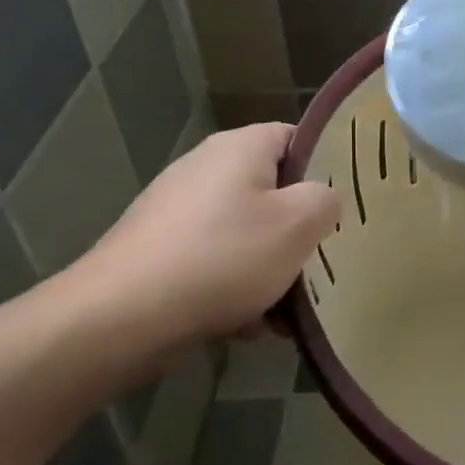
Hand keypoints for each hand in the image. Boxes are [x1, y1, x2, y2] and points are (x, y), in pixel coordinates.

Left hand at [73, 123, 338, 357]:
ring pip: (247, 233)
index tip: (346, 204)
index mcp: (240, 147)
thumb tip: (323, 200)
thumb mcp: (299, 223)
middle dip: (299, 232)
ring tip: (285, 310)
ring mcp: (177, 211)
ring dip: (271, 270)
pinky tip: (245, 326)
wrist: (118, 319)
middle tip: (320, 262)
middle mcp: (204, 168)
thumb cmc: (222, 258)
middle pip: (273, 192)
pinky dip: (235, 289)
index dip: (328, 167)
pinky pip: (215, 262)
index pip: (299, 138)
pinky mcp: (158, 251)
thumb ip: (327, 200)